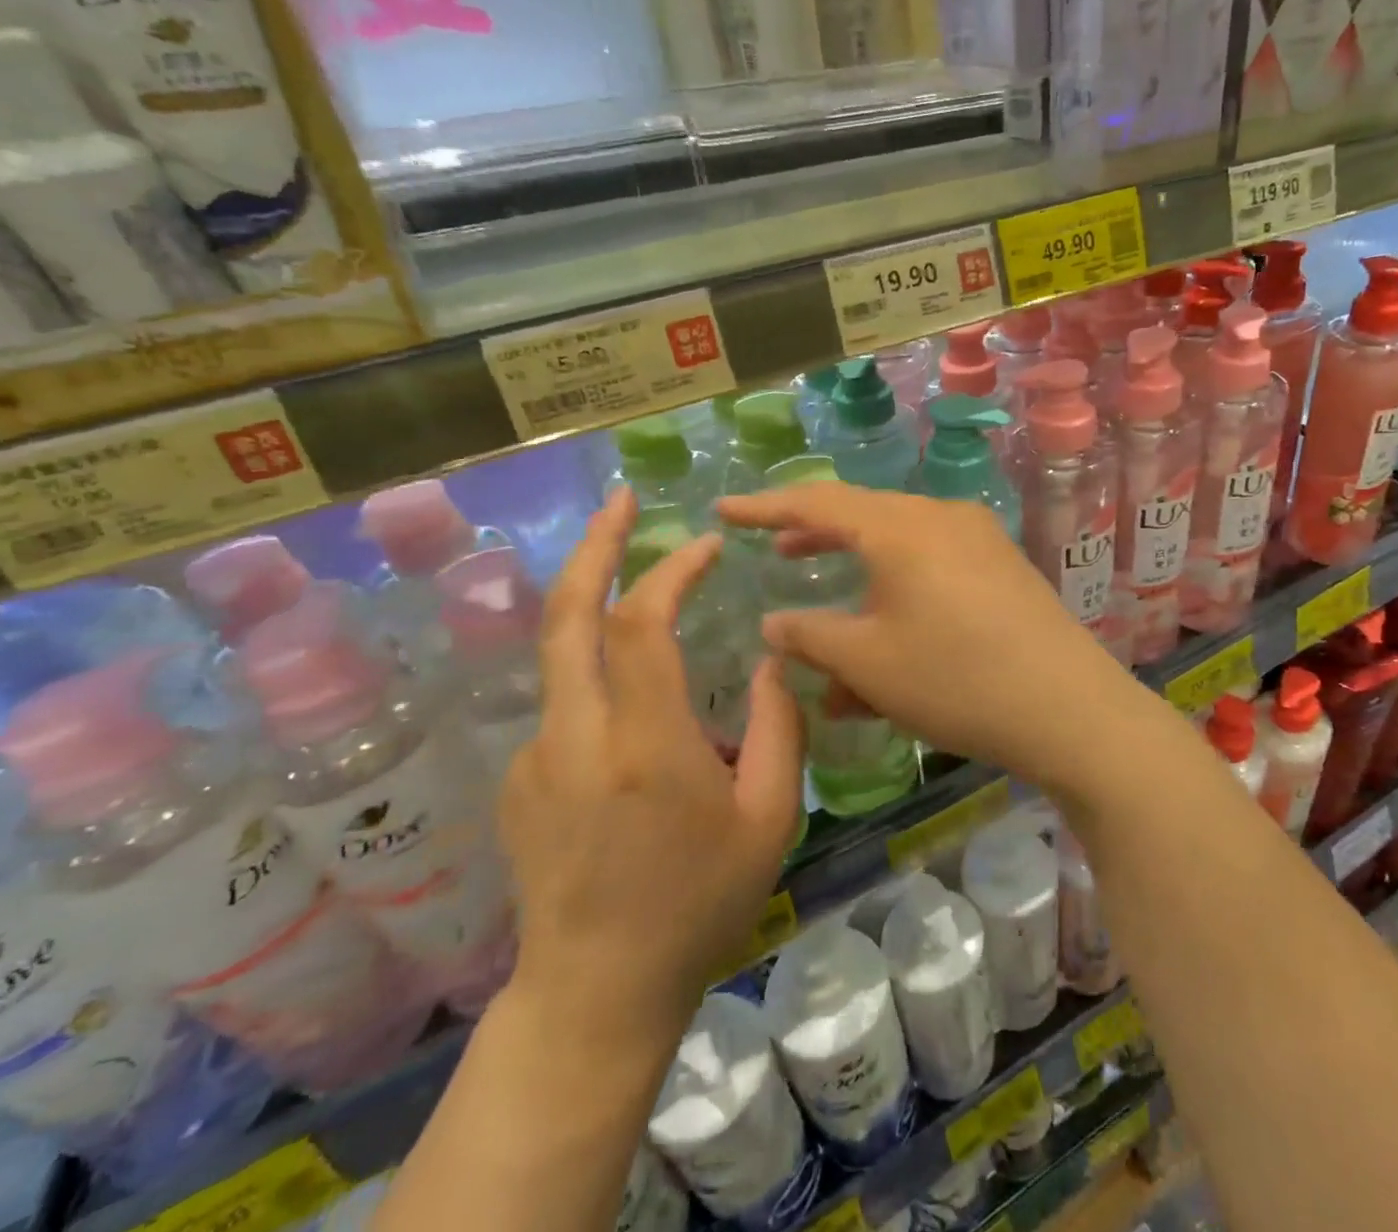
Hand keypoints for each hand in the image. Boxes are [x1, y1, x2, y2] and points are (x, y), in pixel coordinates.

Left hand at [498, 488, 803, 1047]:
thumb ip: (780, 729)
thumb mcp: (770, 819)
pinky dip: (602, 678)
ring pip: (562, 656)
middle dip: (594, 546)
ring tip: (651, 593)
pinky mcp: (520, 781)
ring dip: (599, 606)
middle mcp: (575, 737)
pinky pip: (566, 706)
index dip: (671, 570)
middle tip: (621, 500)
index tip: (707, 544)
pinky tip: (642, 717)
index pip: (642, 624)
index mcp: (644, 745)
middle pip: (565, 616)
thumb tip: (774, 661)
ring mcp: (535, 758)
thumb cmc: (698, 905)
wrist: (596, 993)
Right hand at [715, 483, 1154, 803]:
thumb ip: (810, 636)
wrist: (1069, 708)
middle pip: (864, 517)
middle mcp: (942, 518)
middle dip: (818, 538)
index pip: (817, 502)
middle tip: (778, 553)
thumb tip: (774, 621)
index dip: (766, 506)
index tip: (725, 509)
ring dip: (861, 578)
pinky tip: (889, 638)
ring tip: (830, 609)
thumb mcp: (868, 662)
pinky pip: (935, 570)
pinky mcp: (1004, 570)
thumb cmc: (956, 679)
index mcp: (902, 527)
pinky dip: (901, 594)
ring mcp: (980, 541)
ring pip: (901, 550)